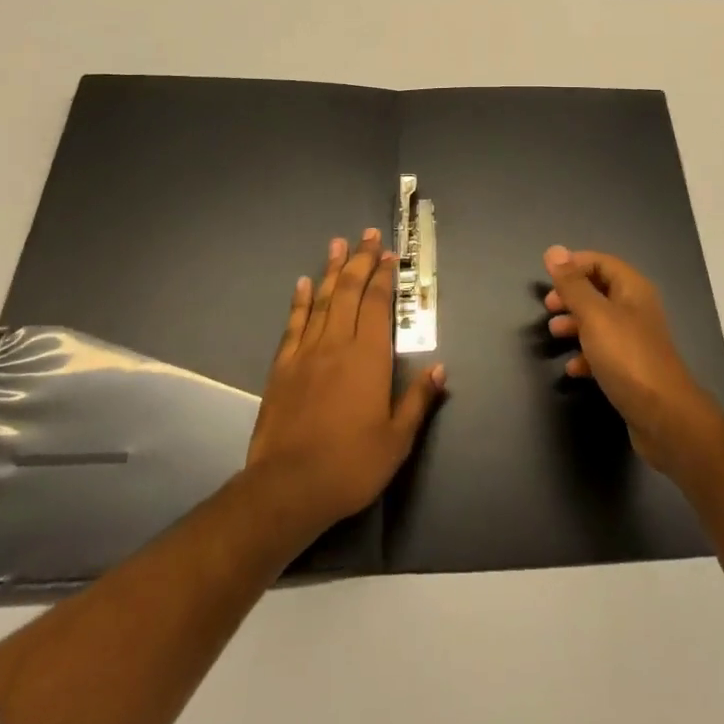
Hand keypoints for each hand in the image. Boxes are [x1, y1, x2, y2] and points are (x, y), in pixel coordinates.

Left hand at [246, 230, 445, 538]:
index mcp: (368, 357)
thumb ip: (418, 401)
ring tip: (337, 244)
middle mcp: (337, 343)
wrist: (288, 487)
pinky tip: (303, 283)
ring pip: (322, 300)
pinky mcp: (282, 367)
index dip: (383, 276)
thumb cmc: (350, 465)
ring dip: (331, 270)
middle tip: (366, 235)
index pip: (377, 304)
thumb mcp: (396, 441)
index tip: (388, 254)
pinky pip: (293, 324)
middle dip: (359, 260)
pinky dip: (300, 301)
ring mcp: (306, 352)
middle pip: (349, 291)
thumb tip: (440, 369)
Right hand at [544, 245, 723, 473]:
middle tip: (549, 307)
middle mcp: (636, 309)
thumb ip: (573, 285)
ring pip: (599, 322)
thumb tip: (554, 250)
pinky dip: (586, 355)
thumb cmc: (627, 357)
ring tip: (554, 334)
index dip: (574, 265)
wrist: (664, 417)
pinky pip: (604, 353)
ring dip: (575, 324)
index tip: (548, 278)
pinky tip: (573, 368)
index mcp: (632, 289)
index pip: (601, 262)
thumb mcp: (594, 316)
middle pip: (599, 291)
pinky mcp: (632, 369)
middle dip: (572, 296)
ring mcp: (635, 341)